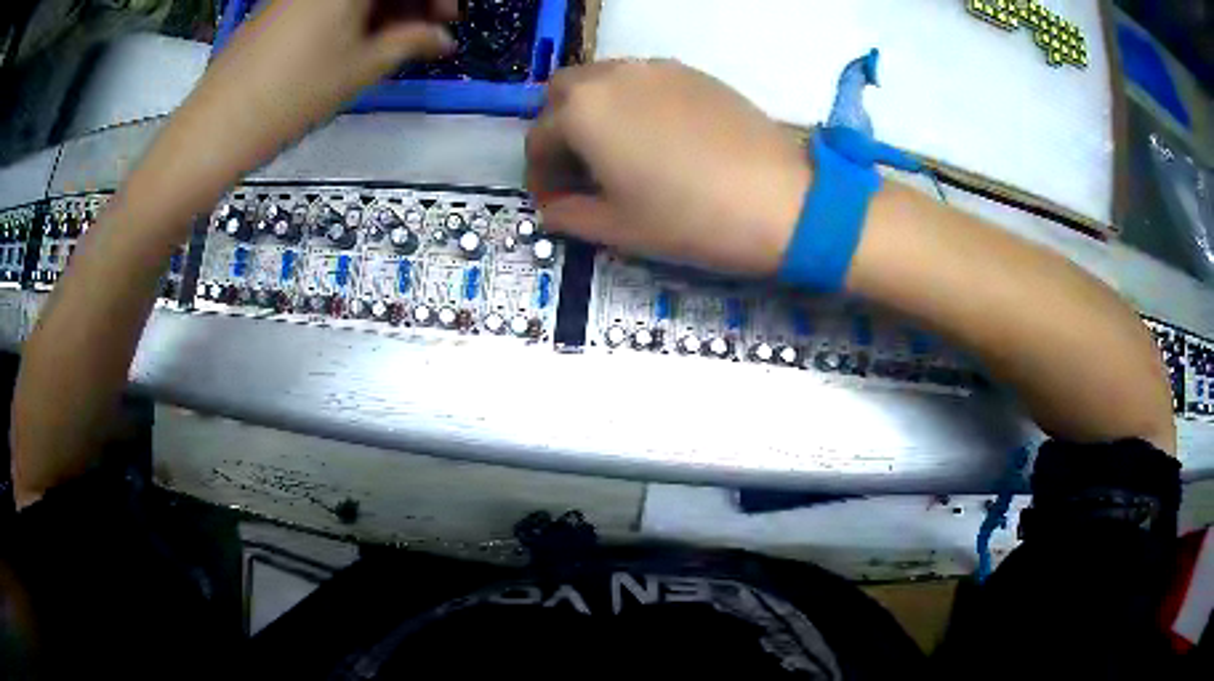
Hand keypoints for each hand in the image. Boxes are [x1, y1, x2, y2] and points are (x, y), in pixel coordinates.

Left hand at [152, 0, 457, 204]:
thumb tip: (443, 39)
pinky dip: (355, 14)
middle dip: (413, 0)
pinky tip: (361, 40)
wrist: (216, 126)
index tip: (451, 18)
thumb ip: (410, 42)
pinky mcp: (281, 8)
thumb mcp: (361, 67)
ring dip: (386, 8)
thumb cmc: (293, 94)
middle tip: (431, 29)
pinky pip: (330, 2)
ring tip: (398, 41)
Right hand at [526, 60, 810, 275]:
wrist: (780, 199)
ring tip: (618, 153)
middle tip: (581, 170)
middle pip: (563, 94)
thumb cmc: (689, 218)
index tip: (556, 204)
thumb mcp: (618, 228)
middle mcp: (612, 76)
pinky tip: (657, 138)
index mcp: (582, 111)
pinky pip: (642, 80)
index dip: (540, 176)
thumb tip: (552, 209)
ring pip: (603, 80)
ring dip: (595, 112)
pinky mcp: (692, 72)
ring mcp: (655, 68)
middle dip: (560, 129)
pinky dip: (631, 103)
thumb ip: (570, 215)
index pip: (538, 138)